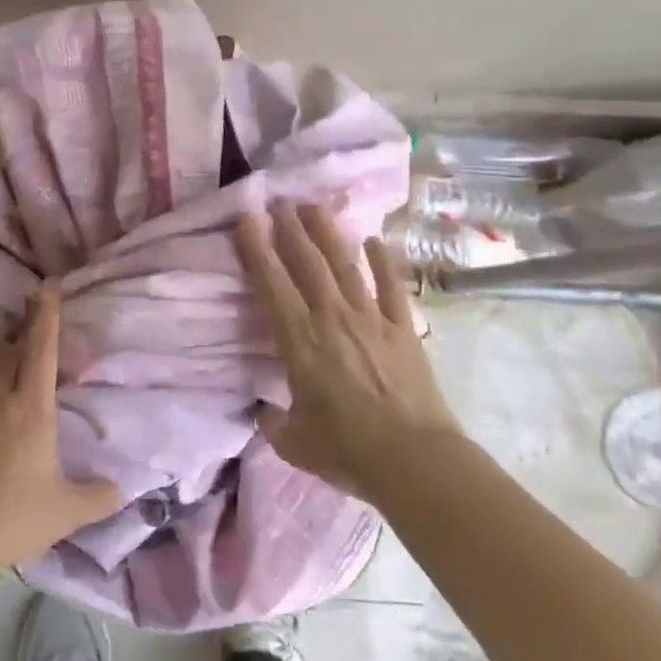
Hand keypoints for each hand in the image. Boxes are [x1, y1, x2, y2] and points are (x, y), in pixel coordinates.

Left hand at [0, 285, 121, 571]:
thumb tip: (121, 489)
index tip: (46, 289)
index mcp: (33, 409)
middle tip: (23, 306)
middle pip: (8, 349)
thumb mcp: (66, 512)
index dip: (45, 317)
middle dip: (19, 324)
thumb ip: (97, 498)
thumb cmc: (14, 516)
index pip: (42, 351)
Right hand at [236, 201, 459, 500]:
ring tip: (314, 206)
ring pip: (345, 265)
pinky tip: (376, 239)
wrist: (413, 459)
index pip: (272, 284)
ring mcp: (372, 319)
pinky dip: (384, 261)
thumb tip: (266, 411)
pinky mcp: (403, 329)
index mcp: (300, 340)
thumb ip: (273, 422)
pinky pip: (392, 287)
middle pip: (308, 263)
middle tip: (279, 200)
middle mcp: (333, 318)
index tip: (246, 218)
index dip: (256, 249)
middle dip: (290, 228)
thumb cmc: (346, 451)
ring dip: (328, 233)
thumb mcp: (293, 442)